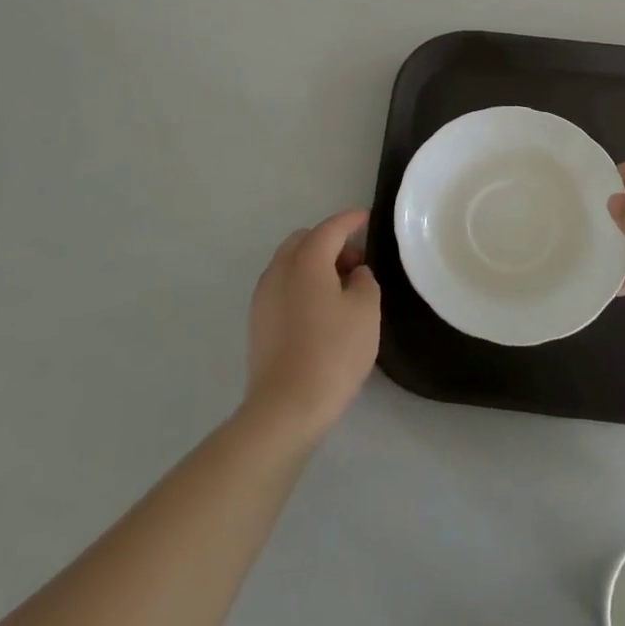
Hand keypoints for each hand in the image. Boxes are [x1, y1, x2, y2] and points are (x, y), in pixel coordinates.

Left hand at [245, 209, 380, 439]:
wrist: (286, 408)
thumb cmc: (333, 353)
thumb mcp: (365, 311)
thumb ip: (364, 281)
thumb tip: (353, 274)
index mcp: (306, 261)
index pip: (330, 228)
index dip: (350, 220)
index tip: (366, 217)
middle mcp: (279, 270)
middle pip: (304, 241)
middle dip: (330, 242)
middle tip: (356, 263)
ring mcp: (263, 297)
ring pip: (290, 263)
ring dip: (314, 264)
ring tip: (340, 289)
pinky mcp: (258, 322)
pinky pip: (283, 286)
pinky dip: (302, 284)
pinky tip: (320, 310)